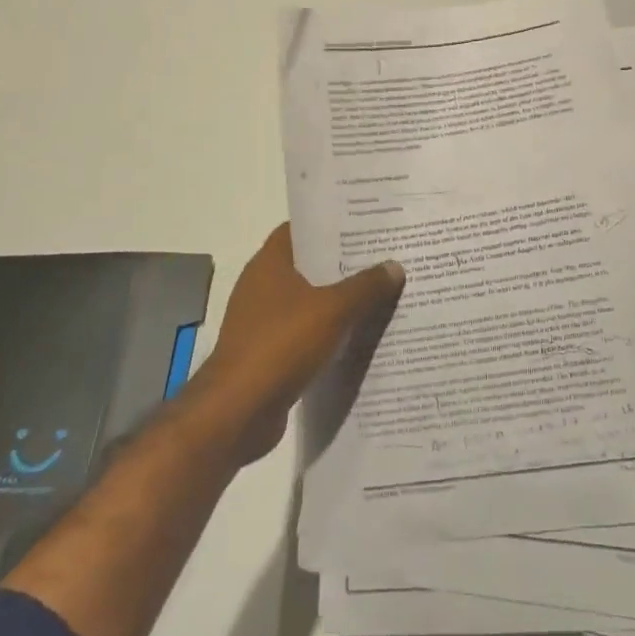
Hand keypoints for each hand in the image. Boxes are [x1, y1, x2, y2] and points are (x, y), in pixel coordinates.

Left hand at [201, 225, 404, 461]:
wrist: (239, 411)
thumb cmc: (282, 345)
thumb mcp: (333, 310)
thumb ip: (366, 286)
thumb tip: (395, 266)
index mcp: (270, 263)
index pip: (301, 229)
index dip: (331, 224)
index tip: (365, 225)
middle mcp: (262, 286)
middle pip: (309, 266)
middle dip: (344, 264)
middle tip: (385, 258)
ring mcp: (263, 322)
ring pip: (310, 302)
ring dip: (339, 301)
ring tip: (381, 295)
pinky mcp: (269, 354)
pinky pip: (306, 334)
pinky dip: (329, 334)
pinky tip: (360, 337)